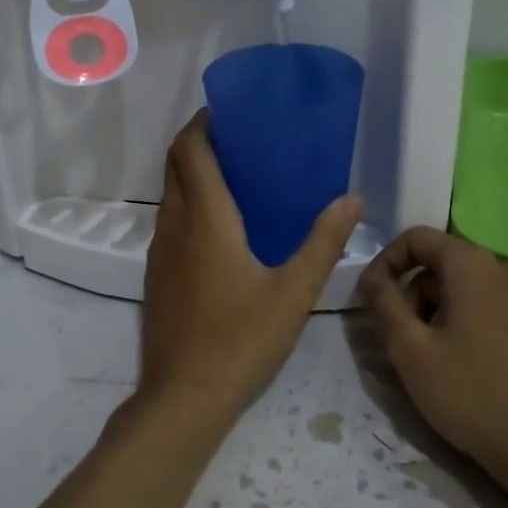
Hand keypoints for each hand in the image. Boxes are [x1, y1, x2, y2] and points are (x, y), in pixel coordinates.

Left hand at [138, 111, 362, 415]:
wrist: (184, 395)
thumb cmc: (241, 340)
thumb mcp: (294, 292)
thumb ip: (323, 242)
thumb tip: (352, 199)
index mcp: (205, 219)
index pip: (191, 150)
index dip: (203, 123)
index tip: (229, 112)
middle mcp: (174, 225)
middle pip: (174, 165)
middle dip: (198, 142)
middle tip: (239, 139)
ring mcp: (158, 251)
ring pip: (169, 193)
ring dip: (191, 173)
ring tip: (235, 176)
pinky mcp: (155, 274)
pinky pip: (169, 221)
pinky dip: (187, 203)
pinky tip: (220, 227)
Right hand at [357, 227, 507, 480]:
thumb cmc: (471, 394)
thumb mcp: (409, 349)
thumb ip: (382, 303)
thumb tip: (370, 276)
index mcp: (473, 264)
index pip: (417, 238)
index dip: (386, 263)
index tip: (373, 301)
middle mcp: (507, 268)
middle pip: (443, 265)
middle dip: (415, 296)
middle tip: (406, 342)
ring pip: (469, 289)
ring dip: (442, 313)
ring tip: (438, 360)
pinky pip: (496, 308)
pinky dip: (473, 324)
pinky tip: (473, 367)